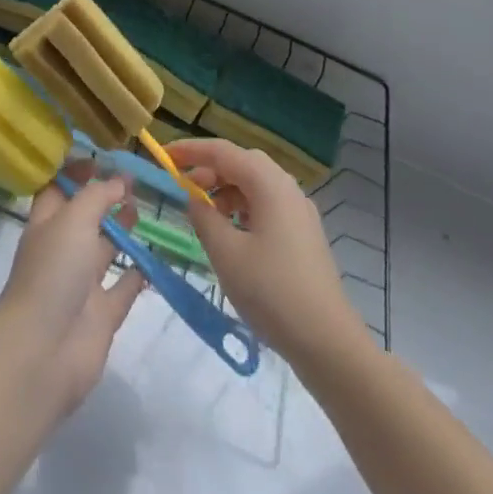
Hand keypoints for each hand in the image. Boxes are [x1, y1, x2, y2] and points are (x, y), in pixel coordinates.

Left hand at [0, 163, 146, 413]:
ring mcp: (82, 284)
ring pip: (104, 250)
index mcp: (46, 224)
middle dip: (104, 198)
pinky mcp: (102, 315)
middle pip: (84, 217)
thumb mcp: (73, 219)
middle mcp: (63, 250)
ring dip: (121, 230)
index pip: (58, 189)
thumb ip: (98, 196)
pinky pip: (123, 288)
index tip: (101, 156)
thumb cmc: (53, 272)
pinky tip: (154, 258)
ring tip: (142, 208)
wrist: (44, 351)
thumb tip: (119, 179)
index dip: (75, 172)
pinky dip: (137, 274)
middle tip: (134, 180)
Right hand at [172, 138, 366, 370]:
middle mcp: (288, 189)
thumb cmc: (272, 292)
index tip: (164, 155)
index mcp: (270, 184)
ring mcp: (300, 212)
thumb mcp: (225, 253)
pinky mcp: (304, 235)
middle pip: (242, 163)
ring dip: (226, 189)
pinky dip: (243, 207)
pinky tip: (231, 233)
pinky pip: (267, 205)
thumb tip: (195, 198)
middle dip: (210, 168)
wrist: (328, 343)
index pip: (223, 152)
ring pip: (256, 184)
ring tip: (204, 213)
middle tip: (183, 185)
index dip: (190, 150)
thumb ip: (203, 217)